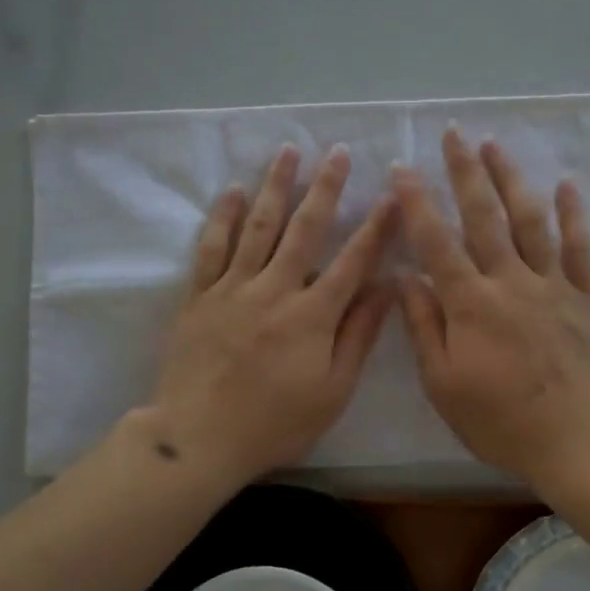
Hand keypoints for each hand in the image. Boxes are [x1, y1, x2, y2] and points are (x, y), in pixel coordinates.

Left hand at [149, 144, 395, 485]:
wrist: (197, 439)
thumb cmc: (274, 424)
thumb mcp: (332, 391)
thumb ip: (359, 336)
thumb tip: (387, 287)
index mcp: (311, 315)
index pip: (352, 261)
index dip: (375, 227)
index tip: (392, 195)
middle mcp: (274, 290)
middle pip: (304, 229)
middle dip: (325, 187)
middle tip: (337, 152)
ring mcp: (232, 289)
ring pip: (257, 226)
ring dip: (275, 186)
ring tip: (288, 151)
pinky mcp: (199, 296)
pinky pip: (211, 247)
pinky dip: (221, 216)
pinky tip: (232, 190)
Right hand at [392, 129, 589, 482]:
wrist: (579, 439)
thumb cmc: (501, 420)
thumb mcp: (444, 384)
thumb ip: (424, 327)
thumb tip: (404, 279)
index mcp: (471, 303)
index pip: (436, 241)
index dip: (416, 202)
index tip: (401, 168)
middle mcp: (510, 281)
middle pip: (485, 216)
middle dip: (466, 172)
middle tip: (454, 134)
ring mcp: (551, 285)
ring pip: (530, 220)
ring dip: (511, 179)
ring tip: (496, 146)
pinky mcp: (583, 297)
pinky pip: (579, 248)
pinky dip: (573, 214)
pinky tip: (566, 185)